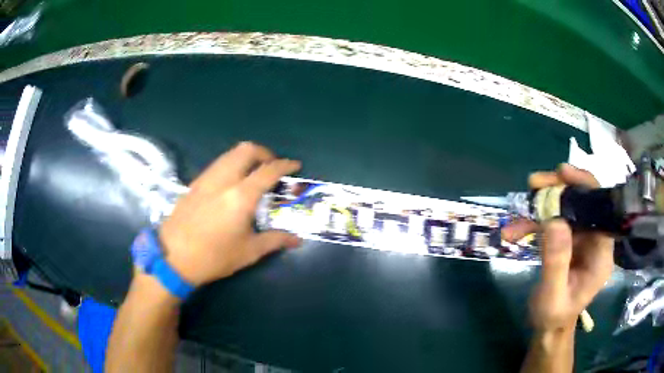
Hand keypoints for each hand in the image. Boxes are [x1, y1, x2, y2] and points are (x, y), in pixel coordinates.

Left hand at [159, 142, 301, 286]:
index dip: (285, 165)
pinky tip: (231, 183)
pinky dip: (231, 164)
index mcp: (240, 196)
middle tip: (272, 166)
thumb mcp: (248, 252)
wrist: (173, 257)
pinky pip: (217, 164)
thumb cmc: (213, 257)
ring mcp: (206, 179)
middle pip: (246, 150)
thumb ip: (275, 240)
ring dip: (246, 157)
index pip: (268, 171)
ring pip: (230, 154)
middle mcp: (223, 180)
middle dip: (264, 153)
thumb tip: (296, 240)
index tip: (295, 165)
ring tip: (253, 173)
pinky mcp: (194, 183)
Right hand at [503, 164, 613, 331]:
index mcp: (601, 254)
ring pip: (566, 209)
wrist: (549, 326)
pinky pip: (554, 222)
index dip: (585, 185)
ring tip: (515, 219)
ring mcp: (582, 239)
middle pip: (582, 202)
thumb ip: (556, 261)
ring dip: (540, 209)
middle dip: (558, 191)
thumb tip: (553, 219)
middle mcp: (596, 240)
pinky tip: (515, 231)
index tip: (561, 173)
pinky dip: (534, 223)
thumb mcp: (552, 296)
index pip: (601, 210)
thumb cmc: (553, 316)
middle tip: (532, 185)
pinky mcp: (569, 240)